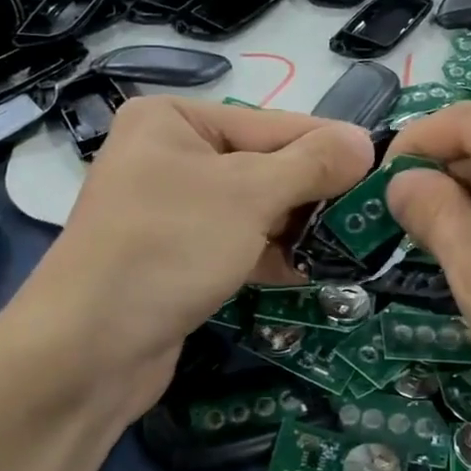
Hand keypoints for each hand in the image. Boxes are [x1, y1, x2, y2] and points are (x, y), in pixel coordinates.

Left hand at [9, 97, 374, 421]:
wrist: (88, 350)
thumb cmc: (168, 248)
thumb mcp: (248, 195)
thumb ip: (310, 165)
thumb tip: (364, 142)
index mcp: (173, 120)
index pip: (271, 124)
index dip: (327, 147)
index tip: (382, 167)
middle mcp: (169, 156)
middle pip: (263, 167)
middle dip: (313, 194)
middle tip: (370, 215)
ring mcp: (170, 211)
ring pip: (252, 210)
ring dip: (297, 228)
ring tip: (350, 245)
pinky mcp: (175, 258)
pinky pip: (235, 244)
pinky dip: (270, 256)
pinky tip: (311, 271)